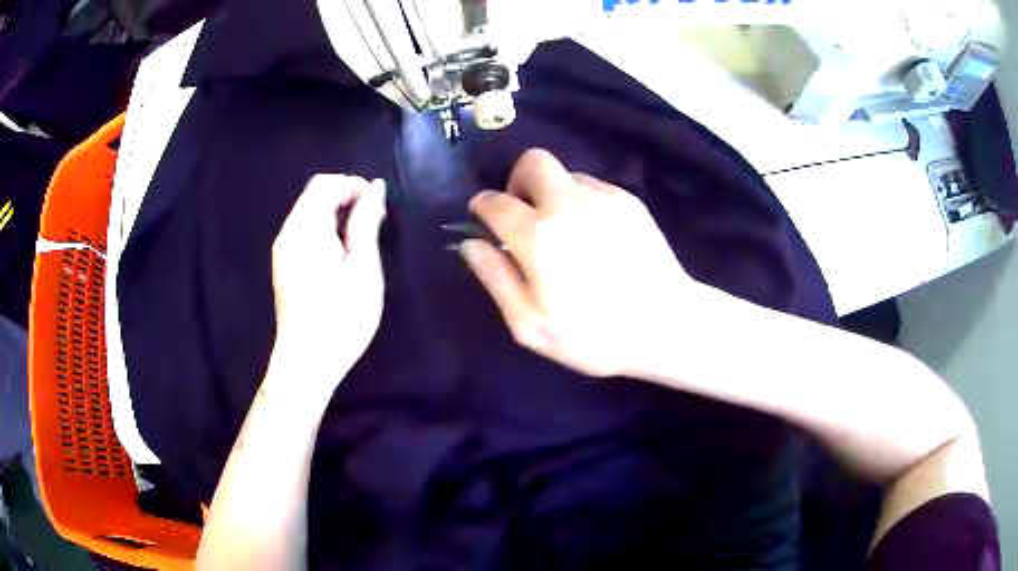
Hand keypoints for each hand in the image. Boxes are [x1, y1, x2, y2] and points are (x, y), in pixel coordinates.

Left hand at [271, 174, 386, 371]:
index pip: (326, 184)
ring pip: (310, 212)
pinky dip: (326, 230)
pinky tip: (342, 256)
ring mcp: (283, 250)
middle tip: (374, 226)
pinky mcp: (284, 265)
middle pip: (315, 195)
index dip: (354, 186)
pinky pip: (305, 231)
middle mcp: (288, 232)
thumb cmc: (340, 318)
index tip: (379, 210)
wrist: (307, 363)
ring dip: (338, 215)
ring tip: (362, 242)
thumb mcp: (362, 268)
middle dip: (347, 199)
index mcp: (305, 228)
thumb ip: (366, 222)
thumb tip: (375, 187)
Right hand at [460, 149, 710, 377]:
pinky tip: (594, 236)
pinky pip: (592, 187)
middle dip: (517, 181)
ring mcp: (604, 198)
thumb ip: (496, 278)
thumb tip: (470, 243)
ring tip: (565, 231)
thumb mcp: (531, 325)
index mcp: (538, 236)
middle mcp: (569, 203)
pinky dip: (581, 202)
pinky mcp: (630, 201)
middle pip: (533, 161)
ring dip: (552, 194)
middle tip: (524, 215)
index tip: (483, 218)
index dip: (482, 206)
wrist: (667, 326)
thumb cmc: (595, 336)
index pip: (495, 201)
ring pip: (564, 174)